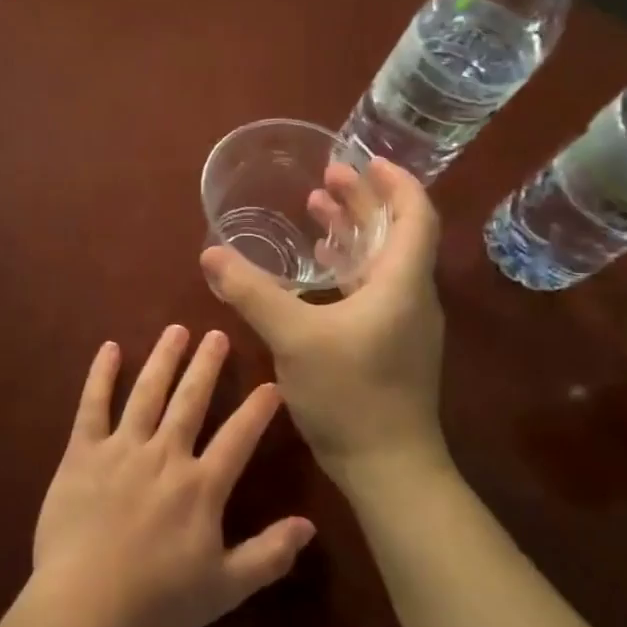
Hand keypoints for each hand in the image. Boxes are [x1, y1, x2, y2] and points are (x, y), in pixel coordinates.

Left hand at [30, 326, 315, 626]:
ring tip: (176, 329)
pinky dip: (101, 375)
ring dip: (163, 359)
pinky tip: (108, 348)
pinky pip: (92, 405)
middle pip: (191, 401)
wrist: (87, 604)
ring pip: (147, 393)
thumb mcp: (225, 588)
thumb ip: (269, 554)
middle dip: (207, 366)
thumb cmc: (158, 601)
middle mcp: (164, 455)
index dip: (257, 410)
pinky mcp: (82, 452)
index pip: (238, 438)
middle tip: (218, 333)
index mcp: (201, 487)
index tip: (272, 383)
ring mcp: (121, 449)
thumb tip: (310, 526)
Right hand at [200, 157, 450, 494]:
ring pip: (382, 261)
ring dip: (353, 232)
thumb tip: (211, 254)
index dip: (394, 182)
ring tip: (318, 209)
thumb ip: (252, 292)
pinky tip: (318, 268)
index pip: (415, 215)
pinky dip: (346, 267)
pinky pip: (371, 288)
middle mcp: (410, 296)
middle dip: (364, 201)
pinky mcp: (388, 345)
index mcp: (401, 283)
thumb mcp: (293, 337)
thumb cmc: (350, 394)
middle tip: (328, 177)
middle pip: (396, 233)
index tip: (365, 159)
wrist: (387, 467)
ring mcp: (401, 324)